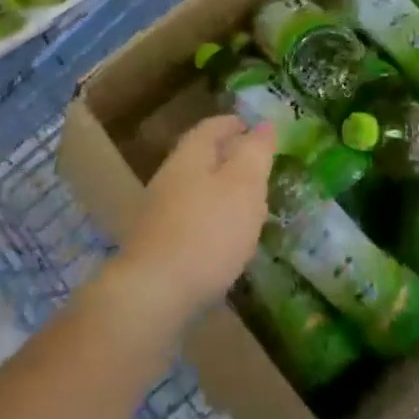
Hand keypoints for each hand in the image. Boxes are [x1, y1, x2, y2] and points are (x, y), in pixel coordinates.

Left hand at [111, 116, 275, 331]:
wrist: (154, 294)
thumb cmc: (208, 231)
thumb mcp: (244, 185)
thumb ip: (256, 153)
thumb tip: (264, 125)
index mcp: (190, 156)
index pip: (211, 127)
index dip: (233, 124)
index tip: (253, 127)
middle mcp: (169, 178)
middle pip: (201, 158)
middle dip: (228, 158)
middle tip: (257, 167)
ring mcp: (159, 214)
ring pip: (196, 190)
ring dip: (221, 192)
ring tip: (248, 204)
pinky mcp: (158, 247)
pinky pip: (191, 221)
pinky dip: (211, 220)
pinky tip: (226, 239)